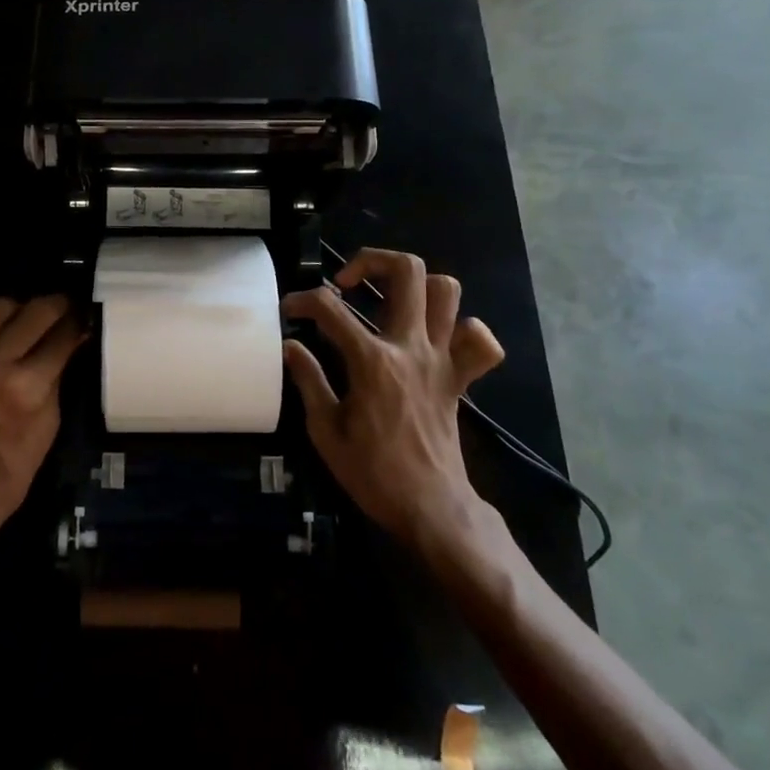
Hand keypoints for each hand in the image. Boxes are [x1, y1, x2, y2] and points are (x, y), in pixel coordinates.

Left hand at [0, 295, 84, 536]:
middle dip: (57, 307)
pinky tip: (0, 337)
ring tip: (30, 323)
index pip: (61, 336)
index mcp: (24, 388)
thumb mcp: (48, 427)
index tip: (86, 315)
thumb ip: (58, 377)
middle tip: (66, 309)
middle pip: (34, 311)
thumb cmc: (9, 474)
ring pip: (0, 307)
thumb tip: (73, 341)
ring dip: (21, 311)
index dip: (79, 322)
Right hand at [281, 249, 505, 550]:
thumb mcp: (325, 430)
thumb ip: (308, 379)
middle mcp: (411, 348)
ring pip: (447, 292)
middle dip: (371, 261)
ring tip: (387, 300)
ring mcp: (441, 359)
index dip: (303, 300)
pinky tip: (436, 338)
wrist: (432, 509)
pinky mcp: (458, 377)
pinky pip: (479, 342)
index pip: (330, 309)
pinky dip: (464, 330)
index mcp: (372, 361)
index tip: (290, 311)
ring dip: (416, 286)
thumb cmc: (372, 473)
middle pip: (407, 273)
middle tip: (347, 284)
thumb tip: (291, 346)